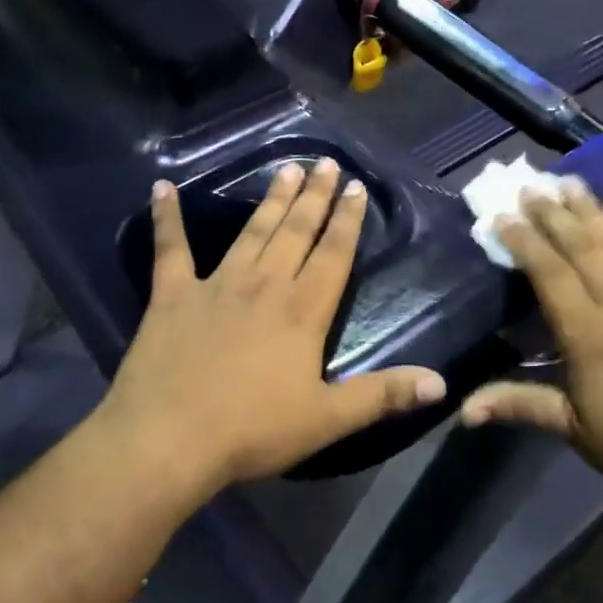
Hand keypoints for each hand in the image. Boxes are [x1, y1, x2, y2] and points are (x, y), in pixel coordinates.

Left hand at [91, 160, 445, 499]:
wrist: (169, 439)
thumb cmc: (252, 430)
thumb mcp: (327, 420)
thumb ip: (382, 396)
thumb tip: (441, 384)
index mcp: (303, 310)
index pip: (333, 254)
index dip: (347, 219)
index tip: (356, 187)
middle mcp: (264, 285)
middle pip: (296, 231)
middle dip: (315, 197)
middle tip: (326, 162)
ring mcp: (217, 285)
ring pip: (252, 232)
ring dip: (271, 200)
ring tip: (287, 169)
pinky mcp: (172, 295)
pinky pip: (171, 249)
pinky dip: (167, 217)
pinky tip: (161, 188)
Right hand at [460, 181, 602, 527]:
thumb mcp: (573, 430)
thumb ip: (519, 405)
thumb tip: (462, 410)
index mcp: (590, 337)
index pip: (550, 275)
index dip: (524, 242)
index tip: (502, 215)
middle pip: (583, 250)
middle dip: (554, 215)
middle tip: (532, 186)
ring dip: (597, 214)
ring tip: (574, 184)